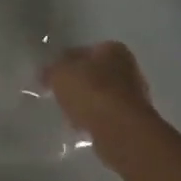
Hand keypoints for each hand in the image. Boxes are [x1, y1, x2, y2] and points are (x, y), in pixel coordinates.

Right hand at [43, 41, 157, 163]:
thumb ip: (51, 71)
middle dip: (78, 85)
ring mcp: (134, 97)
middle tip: (59, 96)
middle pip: (95, 74)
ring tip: (69, 116)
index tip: (51, 76)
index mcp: (113, 49)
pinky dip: (95, 121)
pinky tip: (82, 129)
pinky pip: (107, 118)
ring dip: (87, 105)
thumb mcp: (60, 74)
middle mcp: (129, 69)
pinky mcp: (133, 123)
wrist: (120, 131)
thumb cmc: (91, 92)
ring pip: (102, 97)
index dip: (65, 62)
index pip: (84, 51)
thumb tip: (46, 74)